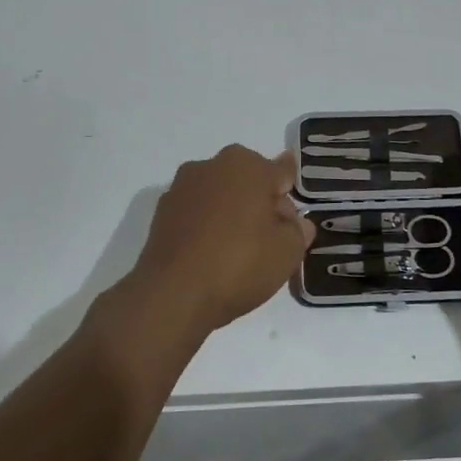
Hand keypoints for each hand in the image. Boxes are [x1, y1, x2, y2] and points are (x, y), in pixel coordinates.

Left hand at [127, 145, 314, 334]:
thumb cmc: (239, 264)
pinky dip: (207, 225)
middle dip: (261, 202)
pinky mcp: (162, 212)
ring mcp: (182, 187)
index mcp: (247, 165)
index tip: (292, 218)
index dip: (290, 195)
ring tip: (239, 250)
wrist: (173, 294)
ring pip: (220, 195)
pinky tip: (211, 254)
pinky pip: (196, 212)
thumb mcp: (287, 252)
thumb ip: (298, 230)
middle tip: (269, 238)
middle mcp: (212, 166)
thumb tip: (295, 222)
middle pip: (249, 180)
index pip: (282, 171)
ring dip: (231, 212)